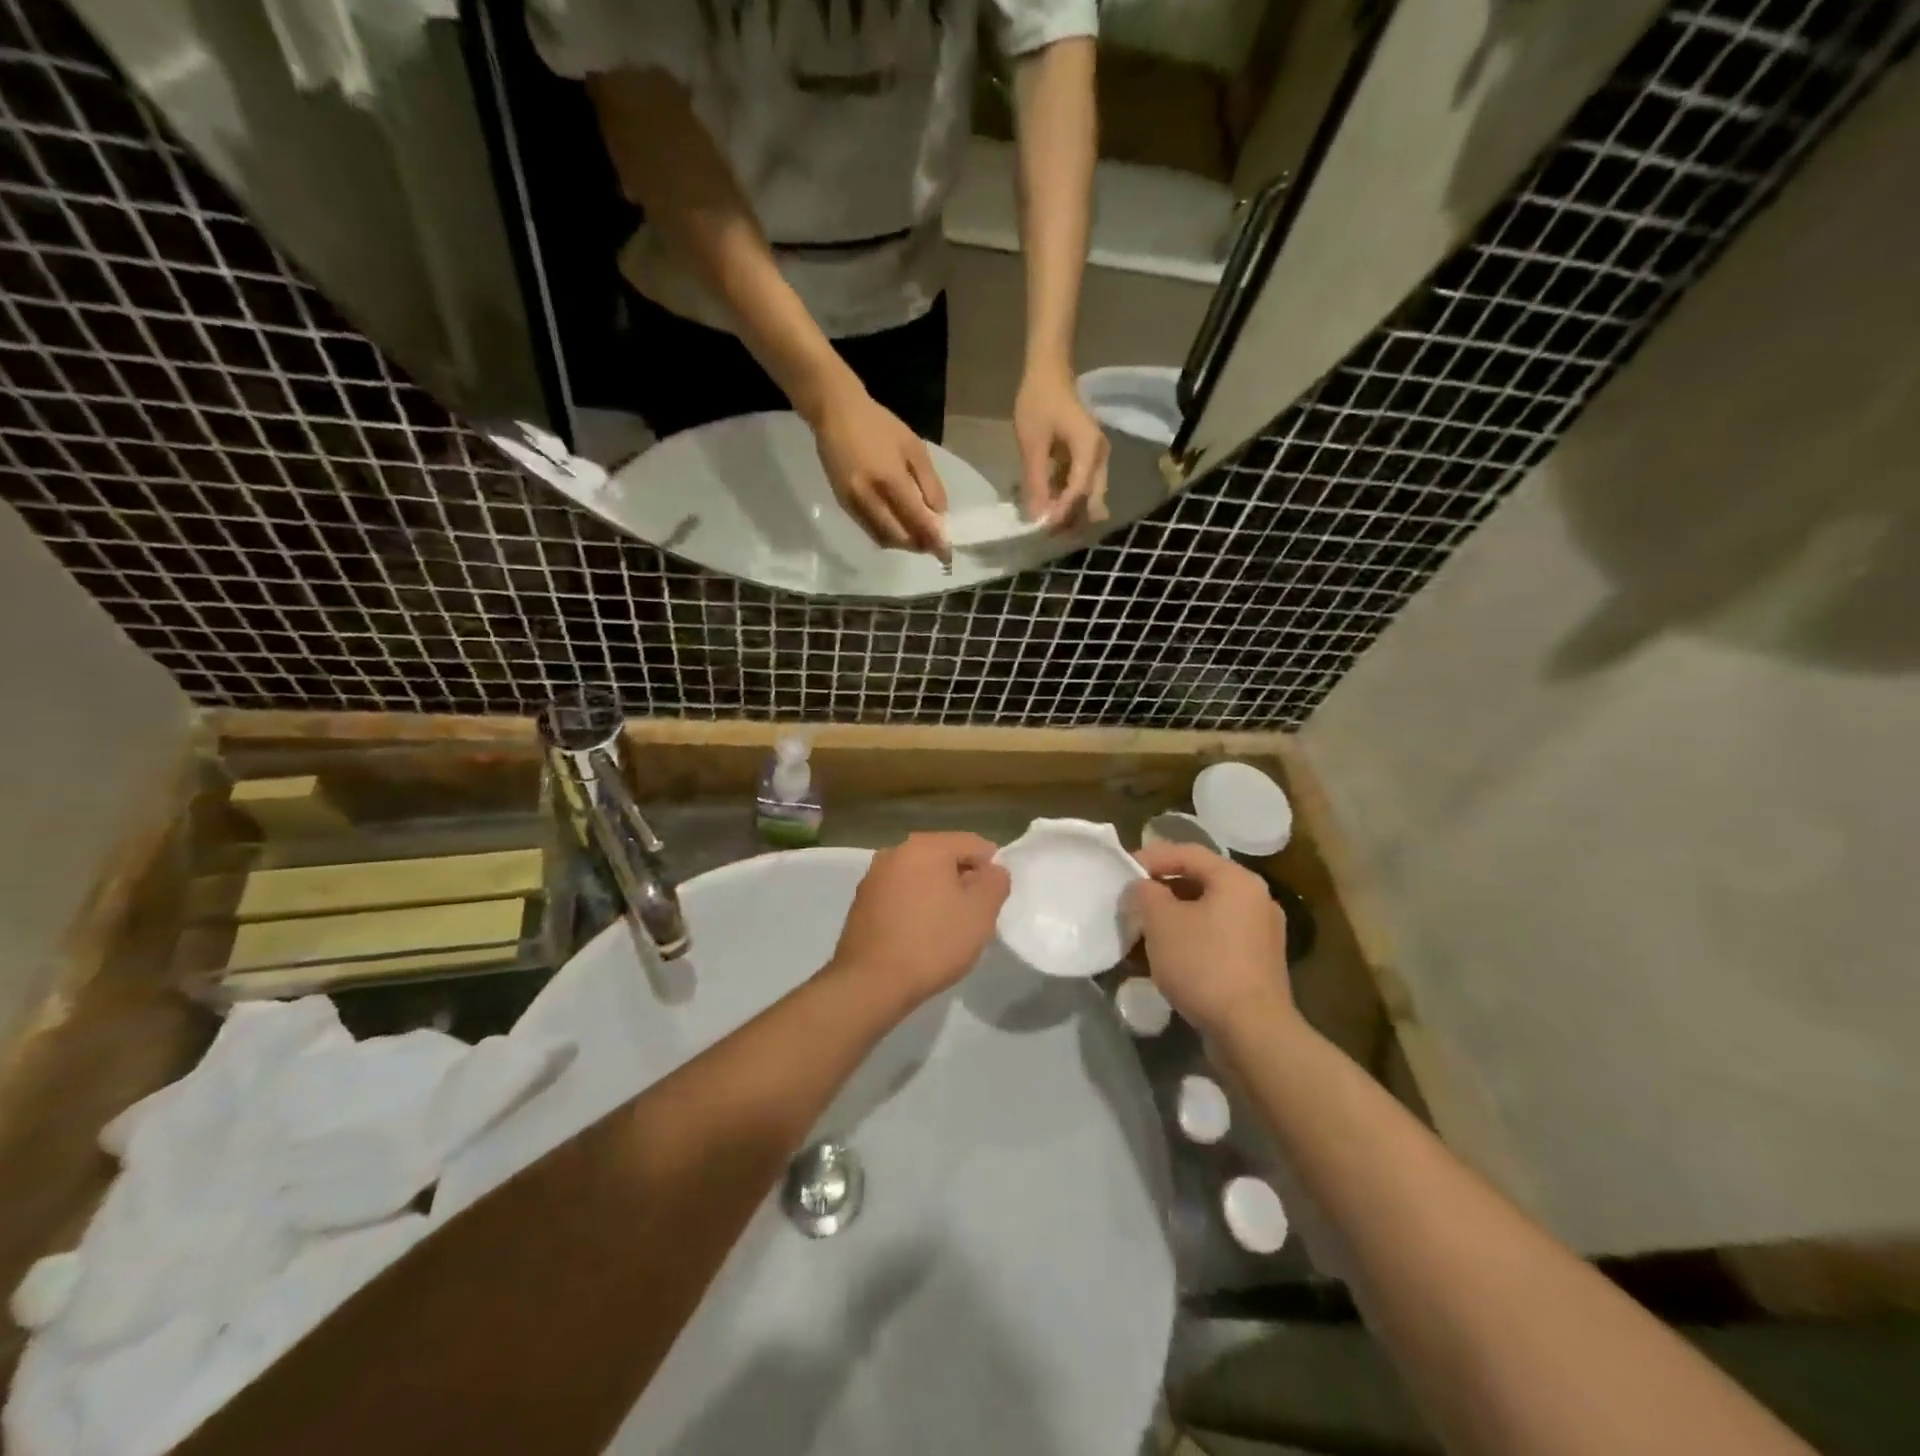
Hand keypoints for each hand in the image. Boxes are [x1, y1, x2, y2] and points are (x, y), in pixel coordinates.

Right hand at [809, 376, 950, 561]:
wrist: (835, 413)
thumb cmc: (879, 425)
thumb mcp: (914, 448)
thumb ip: (929, 484)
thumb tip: (940, 516)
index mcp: (890, 479)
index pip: (916, 519)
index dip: (933, 539)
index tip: (946, 552)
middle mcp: (869, 496)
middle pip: (898, 536)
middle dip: (918, 545)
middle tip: (933, 546)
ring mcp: (853, 502)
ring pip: (882, 538)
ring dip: (902, 544)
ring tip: (918, 539)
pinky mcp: (843, 504)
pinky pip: (869, 530)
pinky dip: (887, 535)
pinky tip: (898, 528)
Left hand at [828, 833, 1010, 1010]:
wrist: (872, 983)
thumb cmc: (934, 943)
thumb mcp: (981, 912)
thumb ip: (995, 882)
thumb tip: (992, 871)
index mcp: (926, 846)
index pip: (973, 844)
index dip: (992, 869)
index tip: (993, 901)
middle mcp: (896, 851)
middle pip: (944, 857)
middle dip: (963, 880)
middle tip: (973, 916)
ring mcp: (874, 876)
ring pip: (921, 876)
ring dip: (939, 893)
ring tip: (947, 928)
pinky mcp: (862, 901)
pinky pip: (901, 894)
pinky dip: (915, 905)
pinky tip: (920, 935)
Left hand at [1014, 364, 1109, 529]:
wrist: (1049, 370)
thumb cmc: (1039, 401)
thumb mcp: (1032, 443)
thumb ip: (1036, 480)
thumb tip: (1037, 515)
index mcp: (1090, 449)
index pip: (1079, 490)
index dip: (1062, 512)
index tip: (1043, 527)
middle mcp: (1100, 456)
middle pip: (1093, 498)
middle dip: (1073, 518)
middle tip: (1049, 533)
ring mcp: (1096, 457)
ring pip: (1089, 494)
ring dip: (1070, 510)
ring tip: (1047, 524)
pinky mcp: (1088, 457)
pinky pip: (1082, 484)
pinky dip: (1067, 497)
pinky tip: (1048, 504)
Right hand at [1127, 842, 1293, 1038]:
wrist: (1252, 1032)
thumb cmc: (1204, 965)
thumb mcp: (1161, 922)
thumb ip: (1145, 894)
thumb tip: (1141, 888)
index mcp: (1237, 880)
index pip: (1187, 852)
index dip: (1151, 857)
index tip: (1122, 872)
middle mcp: (1256, 899)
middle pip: (1199, 881)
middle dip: (1161, 891)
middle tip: (1131, 903)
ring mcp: (1261, 933)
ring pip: (1207, 912)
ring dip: (1173, 918)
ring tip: (1142, 933)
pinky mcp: (1259, 964)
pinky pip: (1217, 938)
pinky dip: (1191, 940)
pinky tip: (1167, 959)